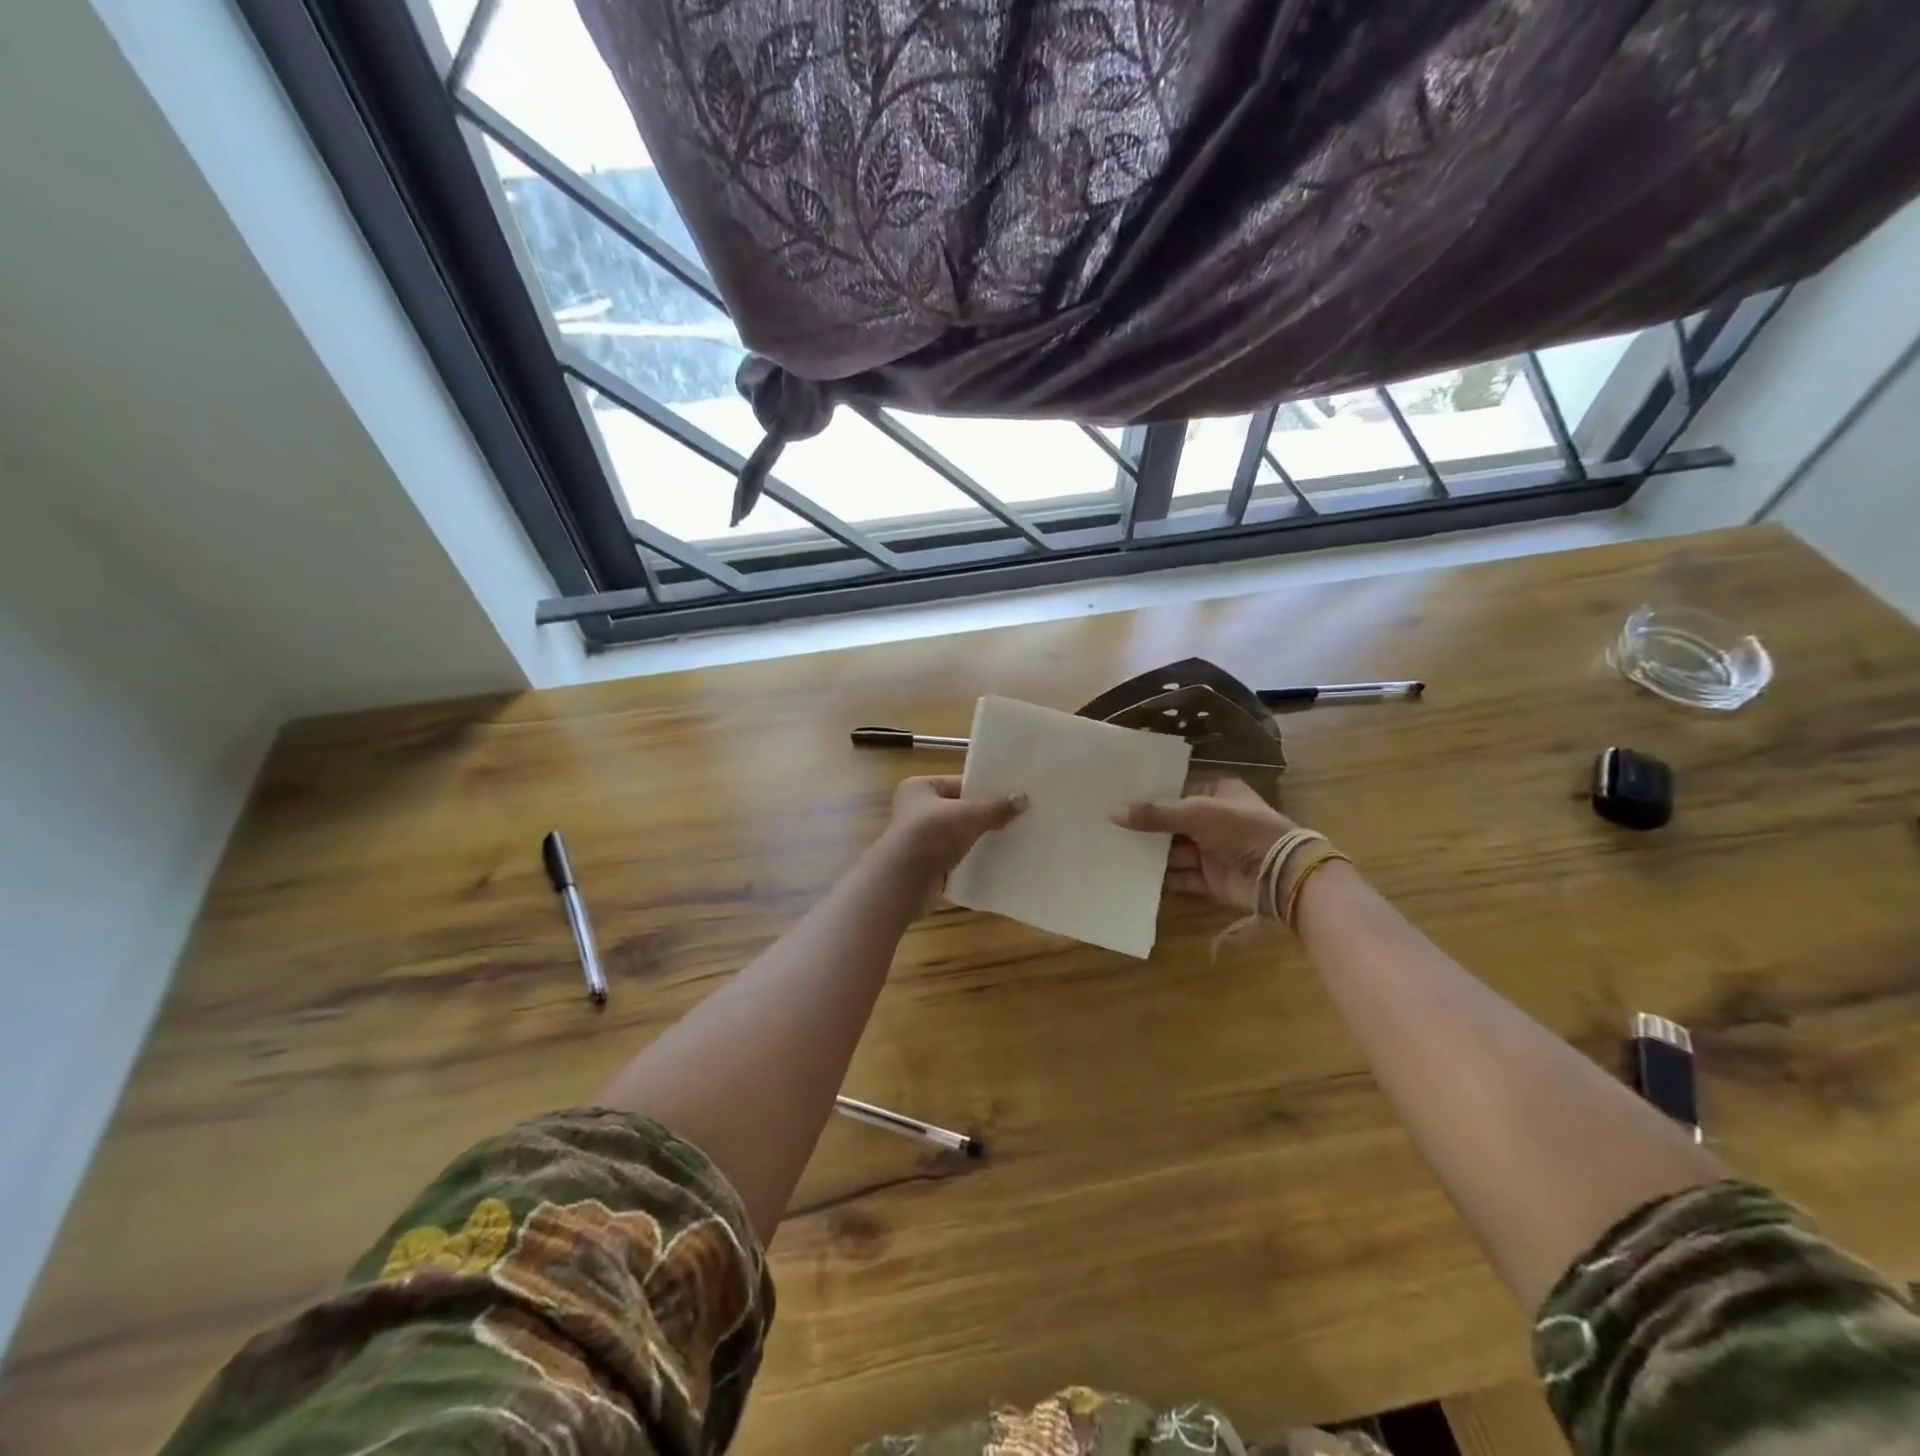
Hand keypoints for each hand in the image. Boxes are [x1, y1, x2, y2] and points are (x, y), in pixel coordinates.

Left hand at [881, 776, 1025, 883]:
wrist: (904, 880)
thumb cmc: (932, 834)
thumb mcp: (969, 815)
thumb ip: (996, 808)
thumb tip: (1024, 799)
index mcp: (919, 788)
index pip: (958, 783)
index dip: (984, 790)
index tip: (1011, 796)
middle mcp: (915, 810)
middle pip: (958, 809)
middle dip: (984, 816)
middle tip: (1016, 817)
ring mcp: (920, 839)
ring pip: (957, 835)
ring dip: (978, 839)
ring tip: (1010, 838)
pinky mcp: (926, 864)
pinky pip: (955, 857)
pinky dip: (971, 859)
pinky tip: (995, 861)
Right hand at [1109, 777, 1298, 911]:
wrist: (1280, 873)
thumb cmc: (1241, 829)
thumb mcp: (1196, 813)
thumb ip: (1154, 814)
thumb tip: (1112, 812)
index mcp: (1217, 792)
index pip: (1176, 789)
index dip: (1149, 793)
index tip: (1116, 794)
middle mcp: (1213, 820)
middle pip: (1171, 821)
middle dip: (1144, 825)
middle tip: (1106, 823)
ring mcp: (1211, 850)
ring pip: (1172, 850)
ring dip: (1148, 852)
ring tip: (1112, 848)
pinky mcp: (1209, 878)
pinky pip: (1179, 875)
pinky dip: (1160, 876)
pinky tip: (1131, 874)